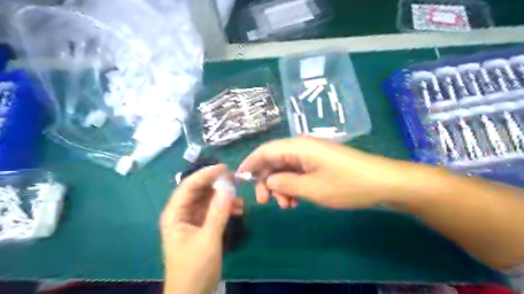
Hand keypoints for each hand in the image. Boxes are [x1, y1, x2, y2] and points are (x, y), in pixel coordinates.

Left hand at [159, 164, 243, 293]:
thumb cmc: (195, 268)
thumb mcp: (208, 239)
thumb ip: (218, 212)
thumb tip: (228, 187)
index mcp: (175, 214)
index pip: (189, 185)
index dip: (206, 174)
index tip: (224, 168)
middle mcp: (181, 213)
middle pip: (198, 190)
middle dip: (216, 185)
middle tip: (235, 180)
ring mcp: (191, 219)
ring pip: (207, 200)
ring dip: (223, 198)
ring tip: (240, 201)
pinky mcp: (200, 226)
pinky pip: (213, 210)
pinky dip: (224, 208)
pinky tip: (237, 211)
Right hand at [239, 137, 412, 208]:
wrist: (382, 182)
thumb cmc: (346, 185)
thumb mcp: (312, 188)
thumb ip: (285, 184)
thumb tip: (268, 180)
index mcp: (298, 147)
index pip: (265, 151)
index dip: (250, 164)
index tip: (240, 179)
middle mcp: (302, 147)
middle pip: (274, 160)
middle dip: (266, 180)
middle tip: (265, 201)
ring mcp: (311, 154)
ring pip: (285, 168)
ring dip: (280, 186)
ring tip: (285, 205)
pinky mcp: (319, 162)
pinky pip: (298, 171)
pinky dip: (292, 185)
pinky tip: (295, 201)